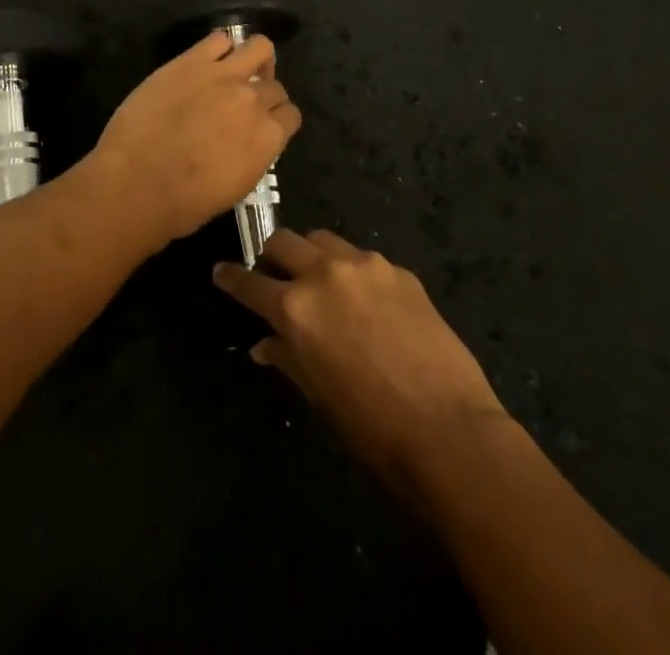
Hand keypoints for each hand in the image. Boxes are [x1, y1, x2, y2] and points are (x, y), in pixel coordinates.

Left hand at [91, 32, 301, 244]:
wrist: (136, 183)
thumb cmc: (184, 204)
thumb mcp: (235, 188)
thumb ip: (251, 155)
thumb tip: (248, 141)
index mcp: (268, 138)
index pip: (290, 116)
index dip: (277, 120)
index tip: (261, 126)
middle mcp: (254, 101)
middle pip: (275, 86)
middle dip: (263, 95)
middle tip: (241, 106)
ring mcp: (224, 76)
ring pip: (260, 47)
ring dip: (254, 60)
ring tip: (236, 72)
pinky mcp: (192, 61)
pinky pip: (219, 39)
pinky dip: (219, 48)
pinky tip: (206, 63)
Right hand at [213, 229, 507, 486]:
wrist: (448, 429)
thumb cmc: (371, 426)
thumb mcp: (317, 394)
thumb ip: (287, 357)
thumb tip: (264, 344)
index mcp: (295, 308)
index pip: (249, 283)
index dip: (231, 277)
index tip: (221, 271)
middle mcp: (324, 274)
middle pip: (283, 240)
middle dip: (271, 255)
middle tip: (275, 275)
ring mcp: (364, 265)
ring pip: (323, 239)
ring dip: (312, 255)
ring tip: (320, 279)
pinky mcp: (398, 270)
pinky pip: (363, 259)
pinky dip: (353, 272)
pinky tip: (368, 301)